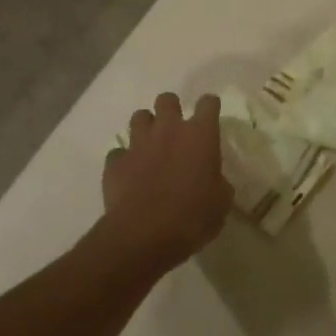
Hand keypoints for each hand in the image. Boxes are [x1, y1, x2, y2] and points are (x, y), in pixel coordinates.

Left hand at [103, 93, 231, 268]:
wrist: (144, 235)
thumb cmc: (192, 217)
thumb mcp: (221, 202)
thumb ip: (218, 182)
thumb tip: (214, 181)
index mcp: (201, 135)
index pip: (208, 103)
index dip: (209, 107)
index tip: (209, 117)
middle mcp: (169, 130)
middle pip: (167, 100)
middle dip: (171, 109)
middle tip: (175, 130)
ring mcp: (139, 144)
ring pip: (139, 117)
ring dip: (145, 128)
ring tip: (150, 146)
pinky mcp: (115, 163)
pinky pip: (117, 152)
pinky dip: (123, 160)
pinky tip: (129, 174)